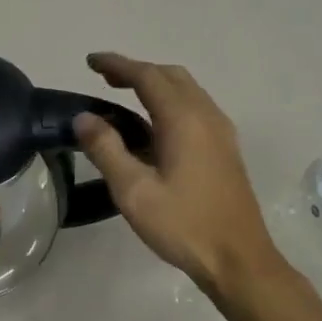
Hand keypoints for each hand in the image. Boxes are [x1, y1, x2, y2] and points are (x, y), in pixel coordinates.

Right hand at [74, 52, 287, 296]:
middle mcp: (206, 116)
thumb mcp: (133, 191)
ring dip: (155, 85)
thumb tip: (83, 118)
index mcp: (184, 120)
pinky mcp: (225, 149)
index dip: (117, 65)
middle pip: (170, 76)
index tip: (90, 61)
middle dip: (136, 71)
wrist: (238, 259)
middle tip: (104, 79)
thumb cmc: (183, 225)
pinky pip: (195, 108)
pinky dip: (169, 102)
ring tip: (124, 96)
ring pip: (186, 90)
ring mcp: (221, 132)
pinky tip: (153, 127)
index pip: (147, 76)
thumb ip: (106, 149)